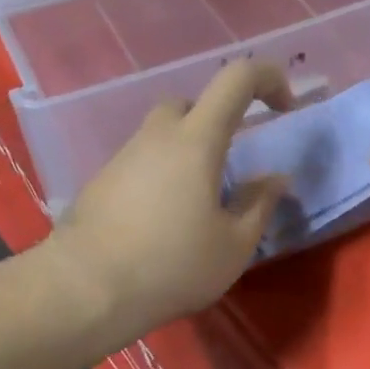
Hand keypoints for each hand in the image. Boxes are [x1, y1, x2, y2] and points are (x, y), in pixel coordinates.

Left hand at [51, 60, 291, 337]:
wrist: (85, 290)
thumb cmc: (172, 265)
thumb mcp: (234, 245)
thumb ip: (260, 205)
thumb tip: (275, 179)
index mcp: (196, 140)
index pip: (237, 78)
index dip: (268, 78)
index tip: (285, 107)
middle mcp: (157, 136)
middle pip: (191, 104)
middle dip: (219, 122)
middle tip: (231, 165)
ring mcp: (123, 156)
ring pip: (163, 135)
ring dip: (188, 153)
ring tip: (198, 204)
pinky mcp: (101, 181)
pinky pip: (141, 162)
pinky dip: (161, 176)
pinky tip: (163, 221)